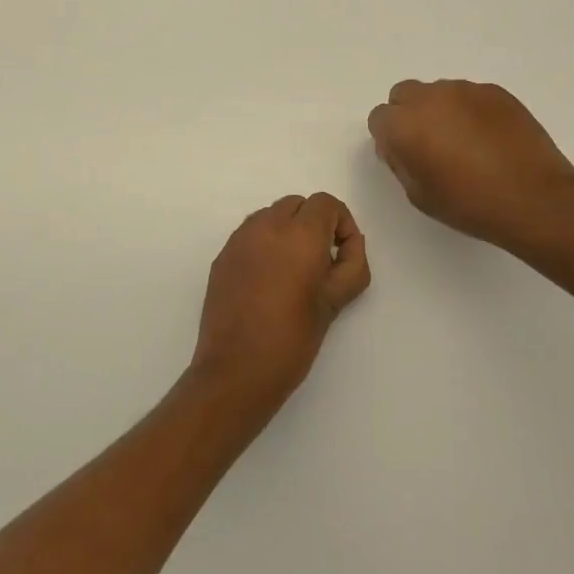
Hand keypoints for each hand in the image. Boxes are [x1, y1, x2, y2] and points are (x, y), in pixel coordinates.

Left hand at [189, 194, 370, 417]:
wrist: (236, 370)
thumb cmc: (293, 339)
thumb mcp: (335, 302)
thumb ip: (352, 264)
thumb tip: (350, 243)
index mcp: (299, 235)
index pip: (325, 203)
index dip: (341, 223)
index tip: (342, 254)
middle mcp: (266, 227)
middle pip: (297, 205)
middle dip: (314, 224)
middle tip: (321, 263)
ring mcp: (239, 240)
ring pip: (271, 216)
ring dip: (287, 231)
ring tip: (293, 272)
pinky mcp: (222, 257)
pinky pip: (250, 235)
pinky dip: (264, 244)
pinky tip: (267, 282)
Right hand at [368, 79, 573, 252]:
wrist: (534, 198)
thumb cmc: (469, 204)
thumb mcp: (418, 194)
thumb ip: (400, 163)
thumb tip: (399, 146)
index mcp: (404, 125)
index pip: (379, 118)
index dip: (389, 138)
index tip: (405, 157)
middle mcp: (430, 98)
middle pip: (404, 94)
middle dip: (409, 115)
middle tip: (429, 145)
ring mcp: (466, 90)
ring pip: (438, 92)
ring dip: (440, 111)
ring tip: (464, 143)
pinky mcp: (496, 92)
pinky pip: (470, 96)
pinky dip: (470, 111)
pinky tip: (488, 139)